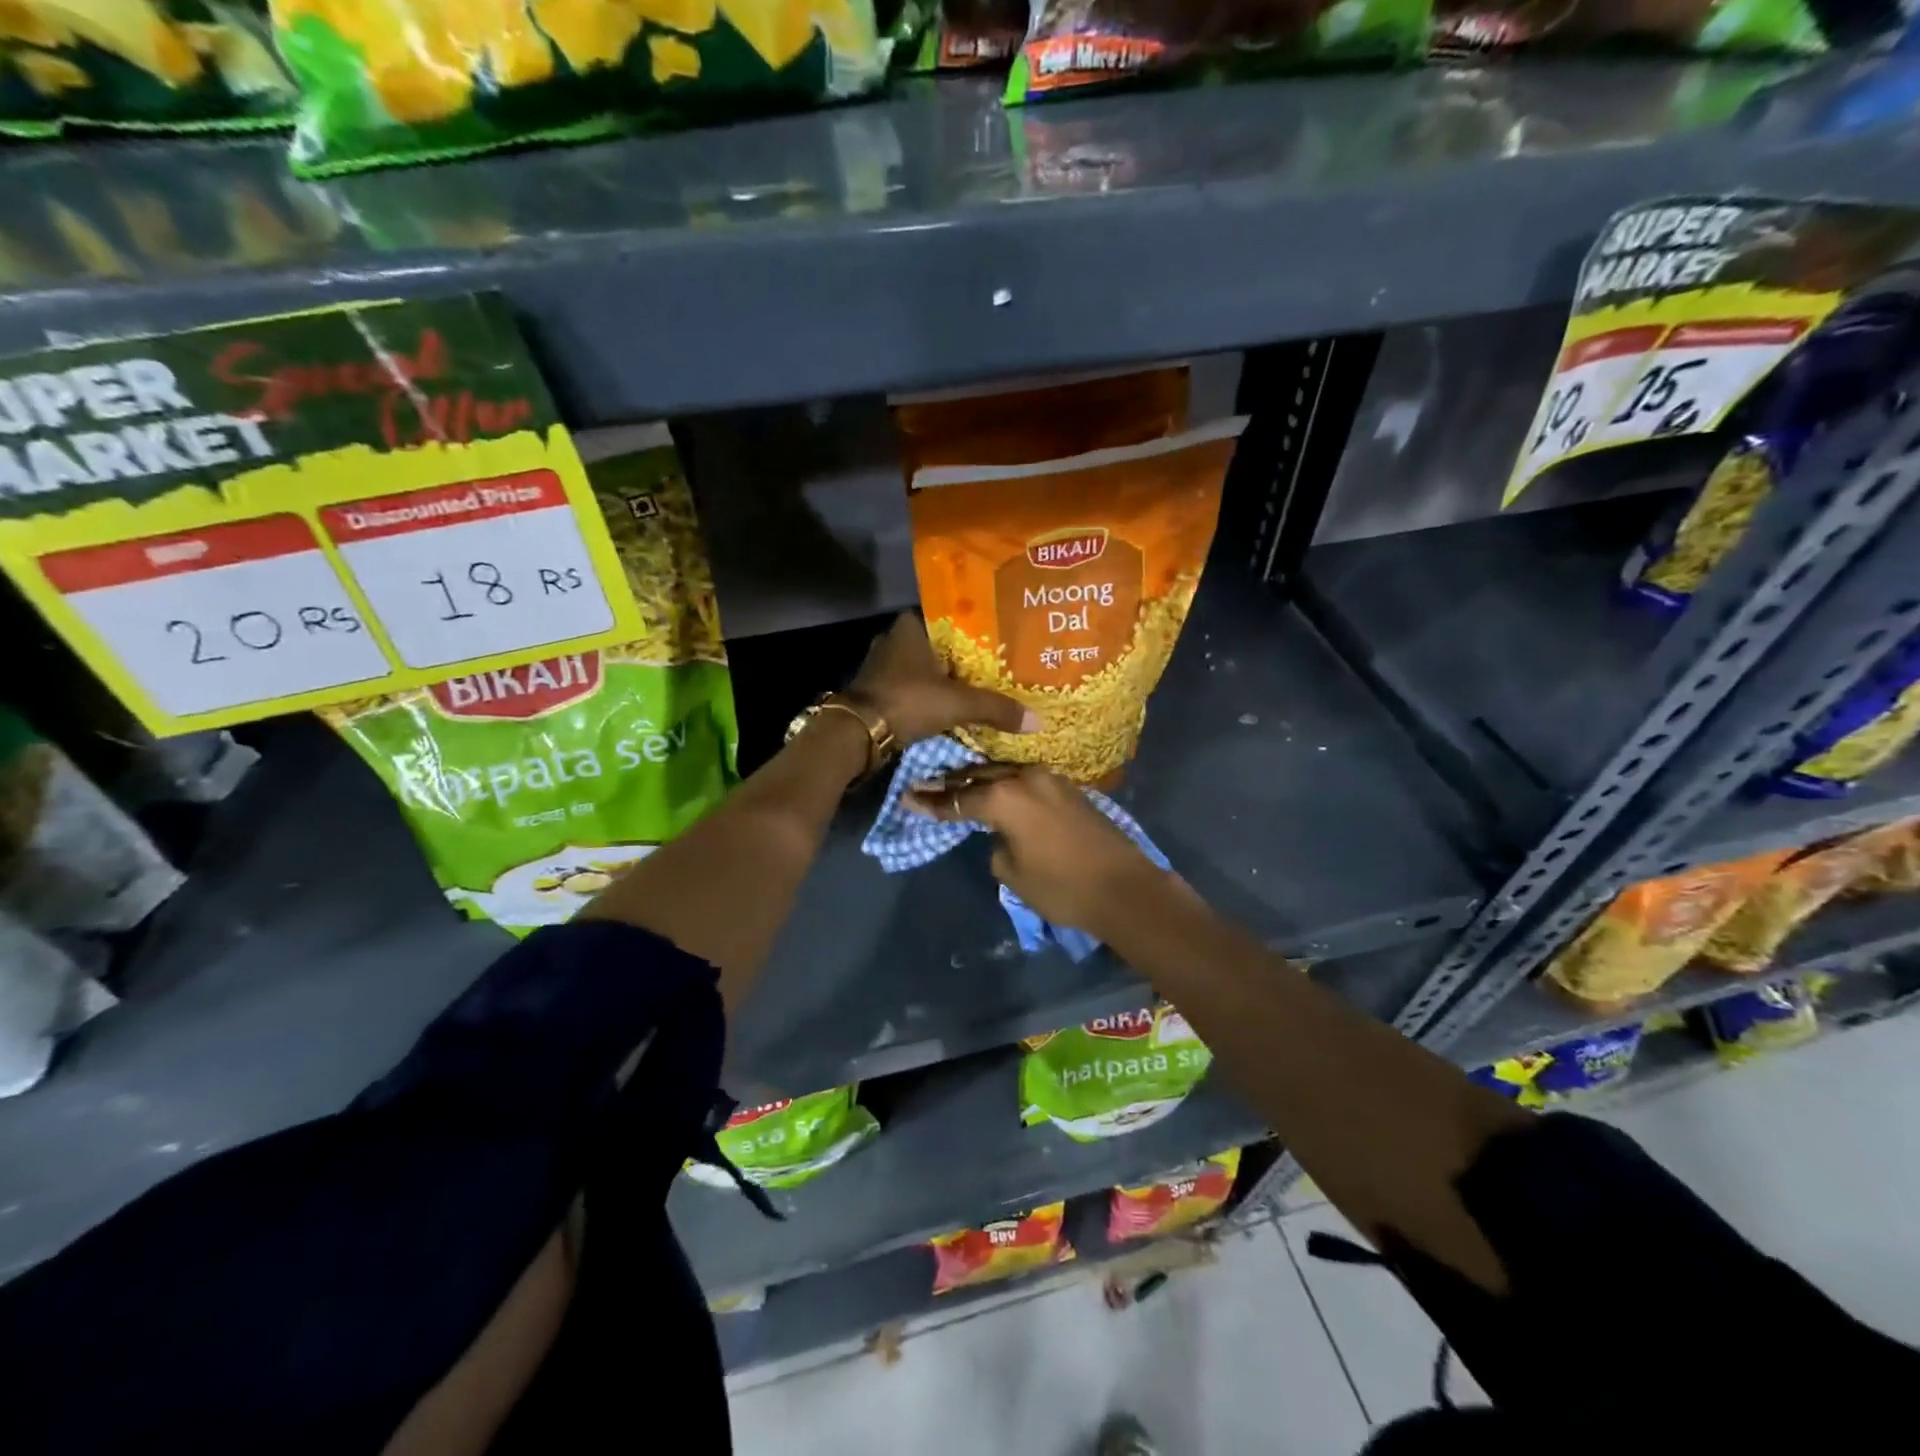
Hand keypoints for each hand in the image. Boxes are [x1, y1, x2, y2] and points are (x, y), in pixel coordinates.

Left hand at [848, 614, 1038, 747]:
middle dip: (962, 656)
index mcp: (911, 626)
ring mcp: (882, 665)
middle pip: (939, 645)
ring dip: (944, 677)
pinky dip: (929, 694)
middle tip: (995, 665)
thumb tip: (1037, 721)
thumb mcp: (958, 703)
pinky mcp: (877, 689)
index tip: (998, 639)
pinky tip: (949, 704)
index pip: (950, 617)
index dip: (974, 628)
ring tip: (977, 686)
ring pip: (924, 667)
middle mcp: (893, 639)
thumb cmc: (908, 701)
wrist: (858, 733)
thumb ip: (996, 708)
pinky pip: (912, 686)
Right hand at [904, 764, 1166, 940]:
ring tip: (957, 786)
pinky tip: (996, 792)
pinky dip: (1006, 786)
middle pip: (979, 776)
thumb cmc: (1062, 887)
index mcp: (1005, 797)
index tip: (907, 797)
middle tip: (925, 786)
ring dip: (980, 781)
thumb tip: (1001, 833)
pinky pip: (1025, 781)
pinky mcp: (1068, 788)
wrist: (1125, 888)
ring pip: (1004, 774)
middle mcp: (1025, 778)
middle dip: (952, 783)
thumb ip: (995, 844)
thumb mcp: (1012, 873)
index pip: (958, 798)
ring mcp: (1050, 779)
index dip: (931, 802)